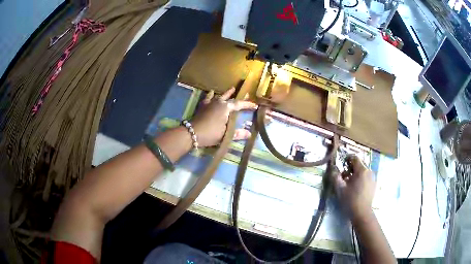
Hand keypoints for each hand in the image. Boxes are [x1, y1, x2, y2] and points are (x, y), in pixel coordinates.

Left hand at [191, 88, 255, 147]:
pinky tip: (211, 93)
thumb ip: (238, 133)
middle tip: (245, 93)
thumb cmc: (211, 133)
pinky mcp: (202, 106)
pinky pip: (208, 98)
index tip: (255, 105)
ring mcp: (209, 103)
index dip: (247, 105)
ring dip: (226, 93)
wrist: (192, 132)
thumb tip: (249, 134)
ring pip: (220, 96)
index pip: (239, 104)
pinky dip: (211, 95)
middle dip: (237, 96)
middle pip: (230, 98)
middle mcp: (218, 102)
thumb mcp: (226, 134)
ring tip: (231, 89)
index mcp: (226, 108)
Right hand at [331, 155, 374, 221]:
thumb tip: (333, 168)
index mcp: (362, 170)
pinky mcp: (373, 185)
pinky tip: (355, 188)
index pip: (354, 158)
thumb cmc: (350, 200)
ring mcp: (373, 178)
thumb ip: (335, 176)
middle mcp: (369, 171)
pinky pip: (366, 177)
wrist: (362, 213)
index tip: (341, 164)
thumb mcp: (340, 188)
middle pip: (359, 165)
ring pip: (362, 171)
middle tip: (343, 176)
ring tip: (348, 183)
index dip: (347, 159)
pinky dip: (360, 179)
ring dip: (355, 174)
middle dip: (350, 168)